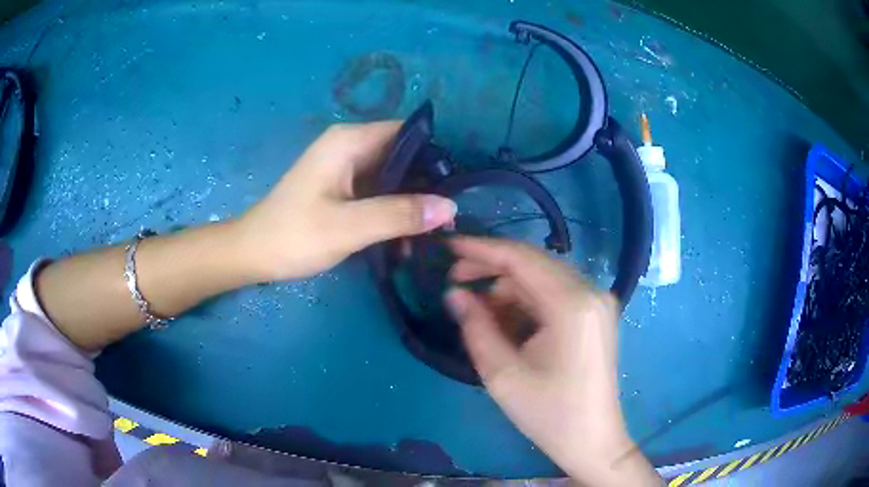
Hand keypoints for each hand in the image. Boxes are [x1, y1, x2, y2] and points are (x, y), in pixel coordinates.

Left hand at [234, 122, 456, 281]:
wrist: (253, 254)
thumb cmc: (294, 236)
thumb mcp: (348, 227)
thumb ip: (399, 214)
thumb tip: (450, 207)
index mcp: (348, 142)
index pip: (406, 133)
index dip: (434, 156)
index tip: (456, 186)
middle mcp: (348, 146)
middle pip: (401, 154)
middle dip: (426, 182)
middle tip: (449, 215)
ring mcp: (344, 167)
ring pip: (391, 175)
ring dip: (410, 200)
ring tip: (434, 230)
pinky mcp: (341, 188)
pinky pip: (377, 191)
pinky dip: (392, 209)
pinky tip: (406, 235)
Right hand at [445, 236, 659, 485]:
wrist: (592, 440)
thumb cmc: (549, 414)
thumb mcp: (503, 374)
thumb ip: (475, 327)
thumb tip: (454, 294)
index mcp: (572, 304)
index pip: (521, 258)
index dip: (481, 249)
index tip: (447, 246)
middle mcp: (590, 292)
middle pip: (533, 263)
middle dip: (491, 268)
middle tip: (454, 280)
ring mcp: (597, 302)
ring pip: (543, 278)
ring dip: (507, 287)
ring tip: (476, 310)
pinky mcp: (595, 314)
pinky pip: (554, 294)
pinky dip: (526, 301)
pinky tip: (504, 319)